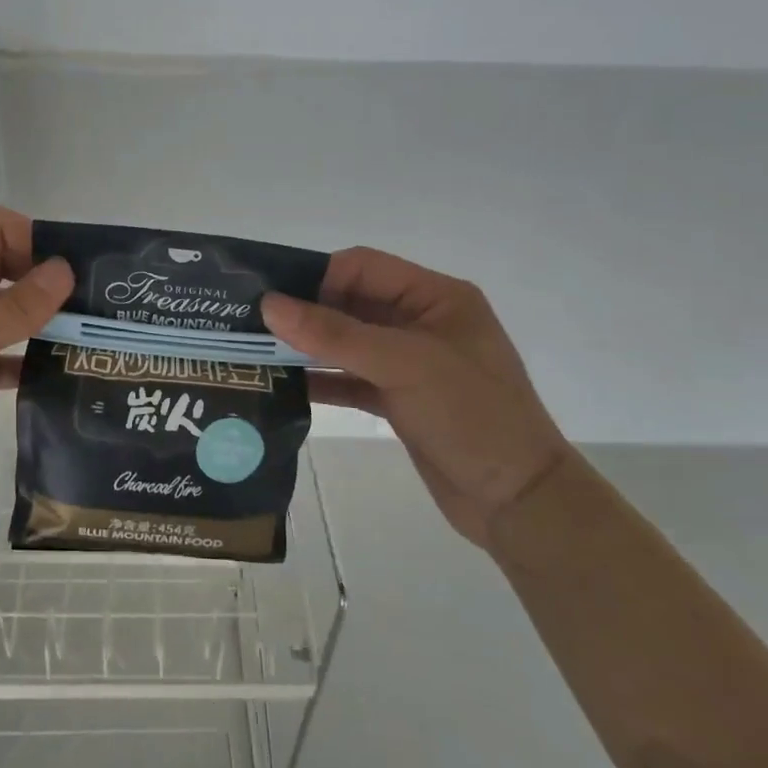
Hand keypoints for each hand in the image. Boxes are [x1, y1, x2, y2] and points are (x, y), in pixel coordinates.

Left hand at [0, 207, 72, 526]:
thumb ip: (12, 307)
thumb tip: (65, 270)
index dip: (33, 241)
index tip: (73, 275)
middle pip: (1, 269)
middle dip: (43, 281)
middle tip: (92, 308)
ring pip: (1, 315)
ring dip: (38, 322)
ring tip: (85, 340)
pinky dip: (21, 361)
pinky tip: (53, 377)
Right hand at [265, 248, 570, 547]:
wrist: (517, 500)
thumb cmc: (470, 416)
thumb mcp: (403, 365)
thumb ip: (335, 334)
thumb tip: (270, 304)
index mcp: (436, 297)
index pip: (363, 268)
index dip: (316, 276)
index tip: (269, 296)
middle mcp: (421, 322)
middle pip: (351, 303)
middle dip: (304, 312)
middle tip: (250, 323)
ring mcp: (409, 363)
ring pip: (347, 342)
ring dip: (308, 347)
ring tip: (257, 352)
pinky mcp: (399, 399)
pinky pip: (351, 378)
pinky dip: (321, 379)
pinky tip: (283, 386)